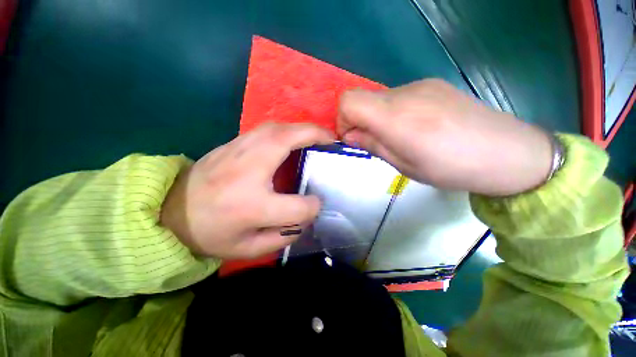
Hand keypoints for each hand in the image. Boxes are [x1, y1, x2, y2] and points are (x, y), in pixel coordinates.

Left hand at [161, 123, 333, 258]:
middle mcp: (247, 172)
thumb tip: (306, 216)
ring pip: (275, 128)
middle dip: (314, 136)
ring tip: (316, 135)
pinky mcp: (231, 144)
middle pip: (286, 142)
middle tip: (331, 140)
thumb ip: (283, 236)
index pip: (296, 207)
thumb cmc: (210, 234)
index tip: (316, 205)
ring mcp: (237, 152)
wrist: (169, 212)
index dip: (312, 207)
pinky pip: (264, 129)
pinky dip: (285, 129)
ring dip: (301, 128)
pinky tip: (293, 137)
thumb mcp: (248, 249)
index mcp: (251, 207)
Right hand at [337, 79, 552, 195]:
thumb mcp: (403, 165)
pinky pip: (398, 96)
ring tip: (397, 137)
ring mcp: (421, 85)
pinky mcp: (433, 84)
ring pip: (380, 98)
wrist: (508, 152)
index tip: (351, 138)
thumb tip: (349, 135)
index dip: (342, 119)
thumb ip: (373, 145)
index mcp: (396, 117)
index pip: (349, 101)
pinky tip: (414, 127)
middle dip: (358, 120)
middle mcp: (405, 93)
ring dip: (377, 117)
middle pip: (362, 98)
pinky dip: (393, 111)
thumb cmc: (451, 168)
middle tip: (374, 142)